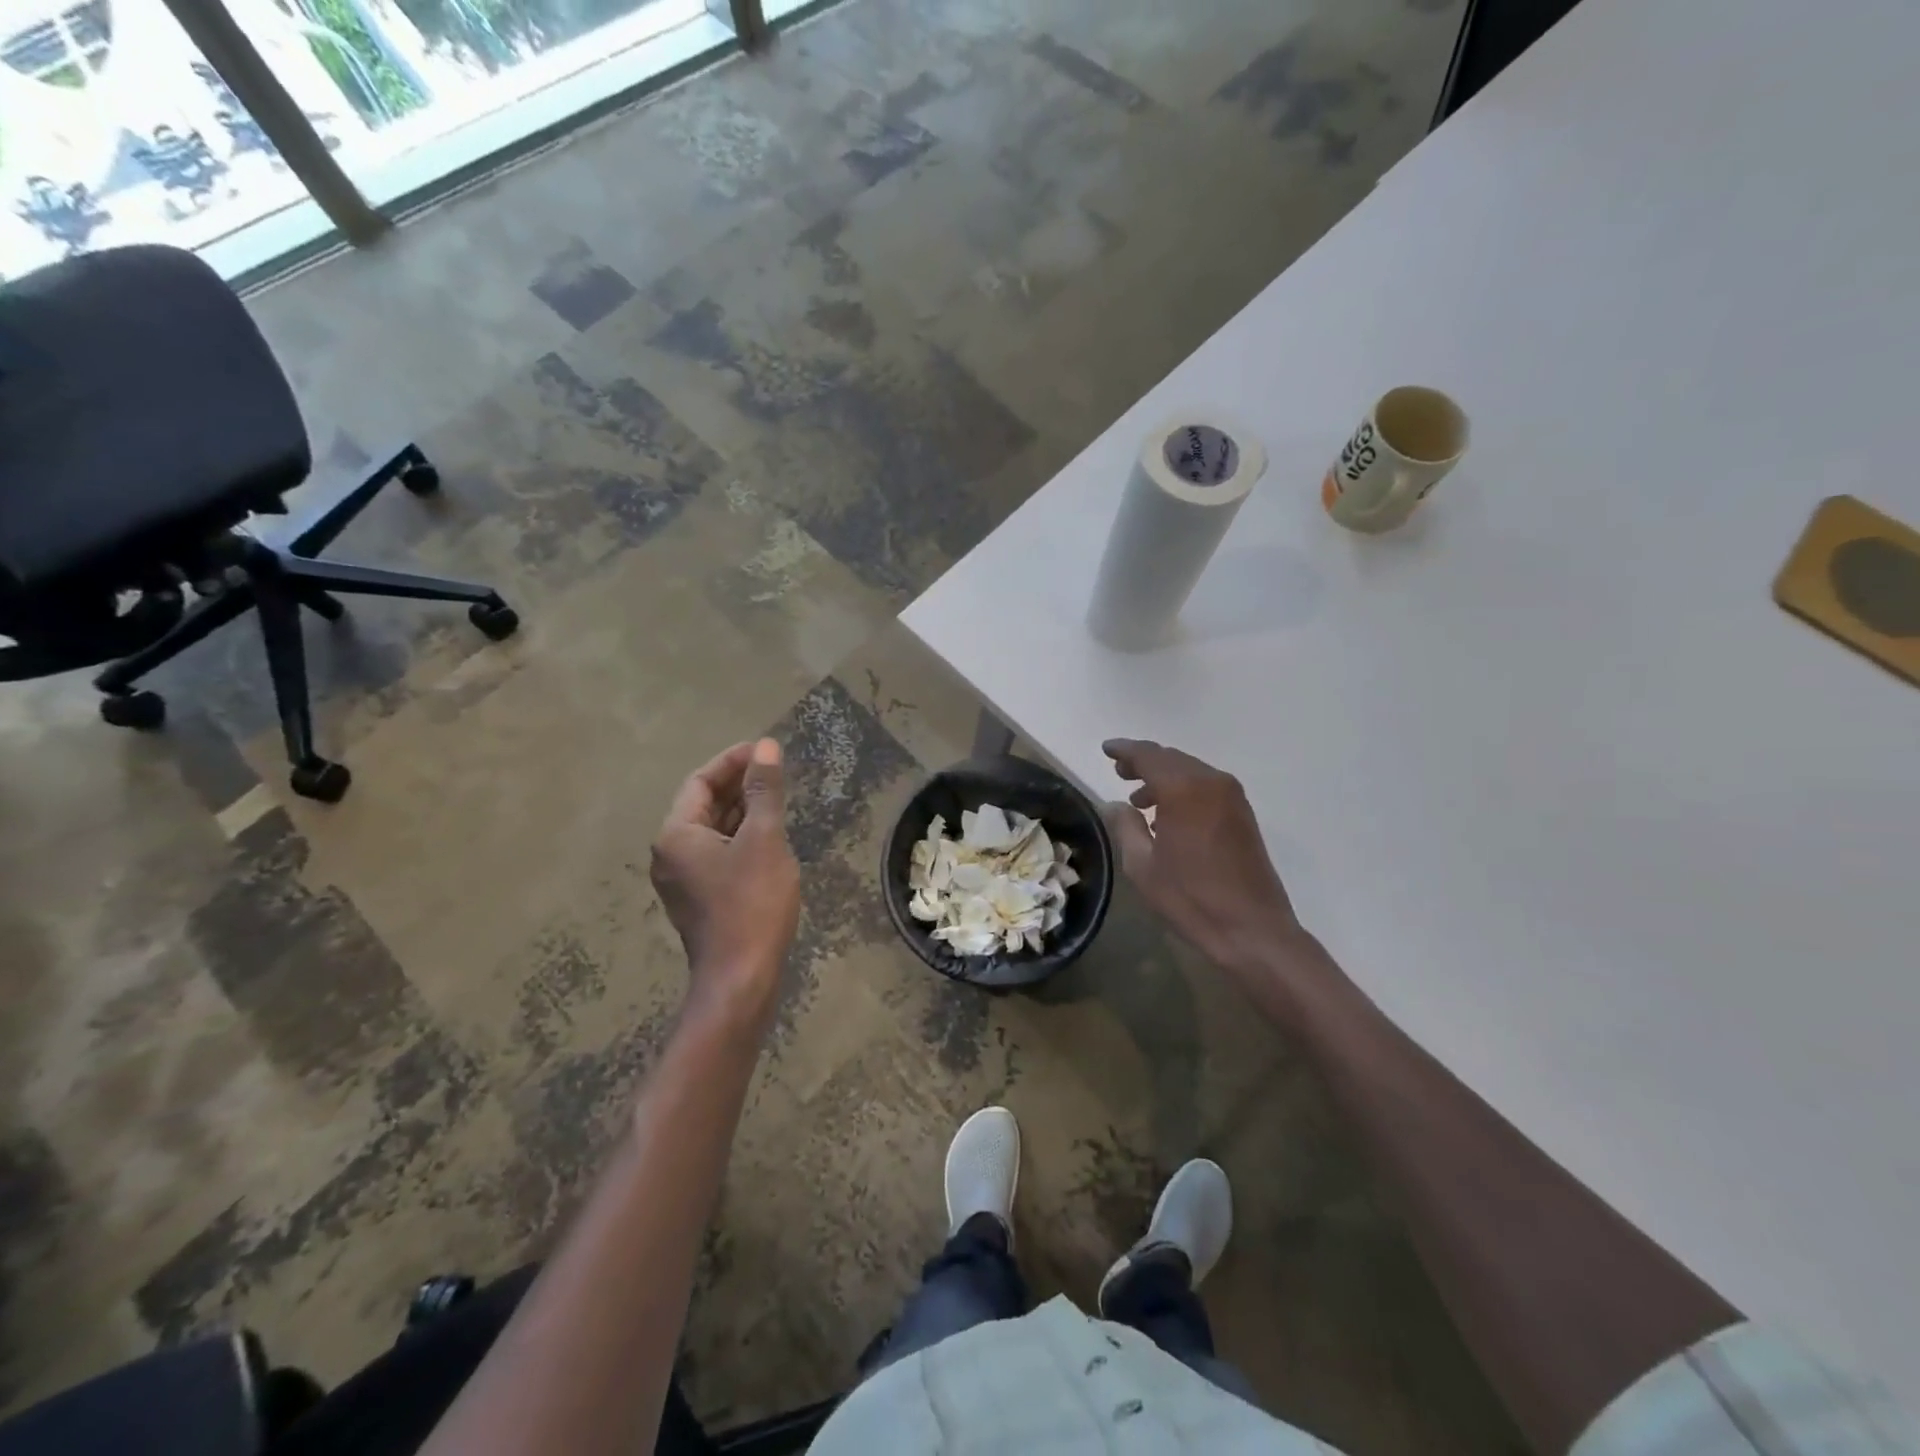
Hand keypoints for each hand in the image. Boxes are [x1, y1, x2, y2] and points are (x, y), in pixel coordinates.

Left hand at [651, 739, 800, 1028]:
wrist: (741, 978)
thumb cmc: (752, 903)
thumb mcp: (764, 839)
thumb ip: (764, 790)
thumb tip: (765, 747)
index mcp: (676, 834)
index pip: (700, 782)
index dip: (732, 761)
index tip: (765, 750)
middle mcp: (670, 854)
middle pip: (703, 804)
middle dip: (737, 784)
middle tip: (775, 771)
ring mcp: (683, 879)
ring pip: (712, 831)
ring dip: (741, 811)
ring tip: (776, 798)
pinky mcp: (700, 899)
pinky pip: (717, 854)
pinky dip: (740, 837)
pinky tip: (768, 836)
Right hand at [1103, 739, 1313, 984]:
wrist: (1252, 929)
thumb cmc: (1190, 898)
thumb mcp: (1142, 866)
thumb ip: (1125, 827)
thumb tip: (1116, 805)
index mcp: (1183, 789)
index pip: (1148, 756)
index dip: (1125, 750)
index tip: (1107, 749)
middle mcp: (1211, 782)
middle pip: (1171, 759)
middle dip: (1144, 762)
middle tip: (1119, 771)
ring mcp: (1232, 797)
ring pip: (1190, 772)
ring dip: (1164, 777)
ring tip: (1139, 799)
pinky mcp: (1243, 814)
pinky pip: (1206, 787)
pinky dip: (1183, 790)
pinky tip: (1168, 814)